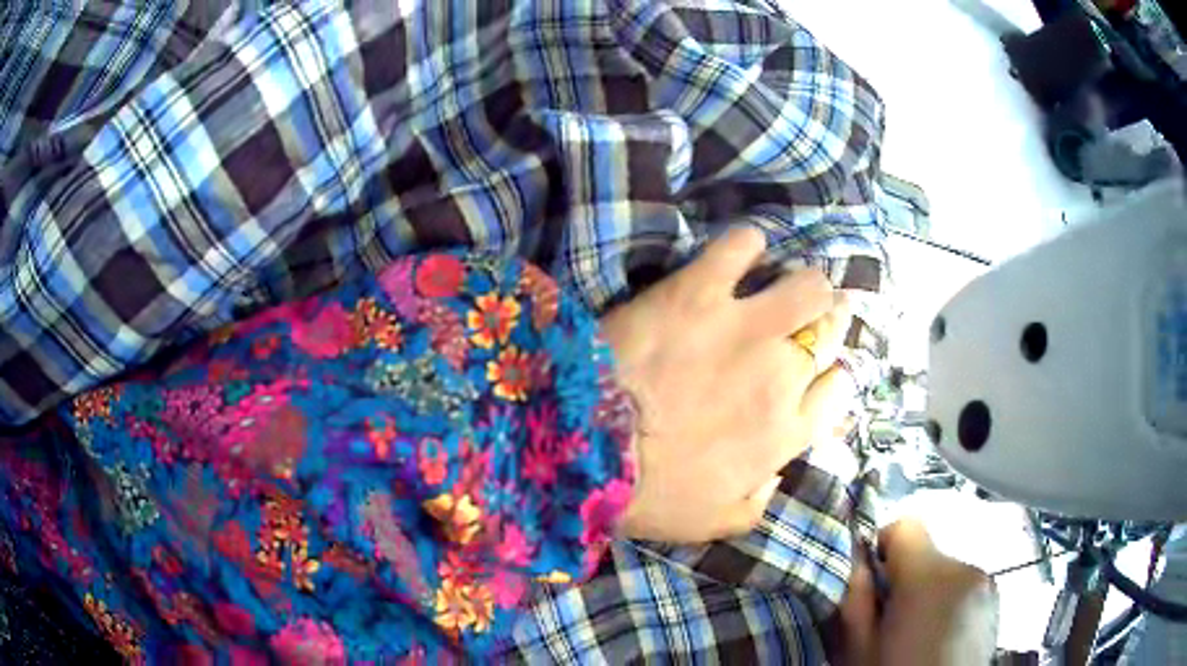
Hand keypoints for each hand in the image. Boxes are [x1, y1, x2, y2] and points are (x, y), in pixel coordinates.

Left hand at [600, 226, 851, 542]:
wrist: (585, 451)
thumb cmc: (648, 496)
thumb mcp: (713, 522)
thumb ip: (757, 503)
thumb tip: (776, 475)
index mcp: (785, 432)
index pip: (837, 391)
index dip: (833, 375)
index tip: (819, 370)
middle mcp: (783, 374)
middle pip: (831, 331)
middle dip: (831, 320)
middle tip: (815, 314)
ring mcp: (746, 327)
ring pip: (807, 286)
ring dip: (805, 282)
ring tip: (785, 281)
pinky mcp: (700, 291)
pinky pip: (741, 248)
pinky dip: (747, 243)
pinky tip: (743, 251)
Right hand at [834, 520, 999, 665]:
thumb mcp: (858, 650)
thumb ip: (856, 600)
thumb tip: (859, 564)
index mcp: (930, 577)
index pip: (906, 525)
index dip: (883, 548)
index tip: (873, 583)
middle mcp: (966, 569)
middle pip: (928, 554)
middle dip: (907, 580)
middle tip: (893, 624)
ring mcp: (987, 585)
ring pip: (947, 573)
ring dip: (931, 593)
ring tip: (920, 637)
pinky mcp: (996, 603)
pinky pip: (965, 588)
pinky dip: (951, 604)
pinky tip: (942, 640)